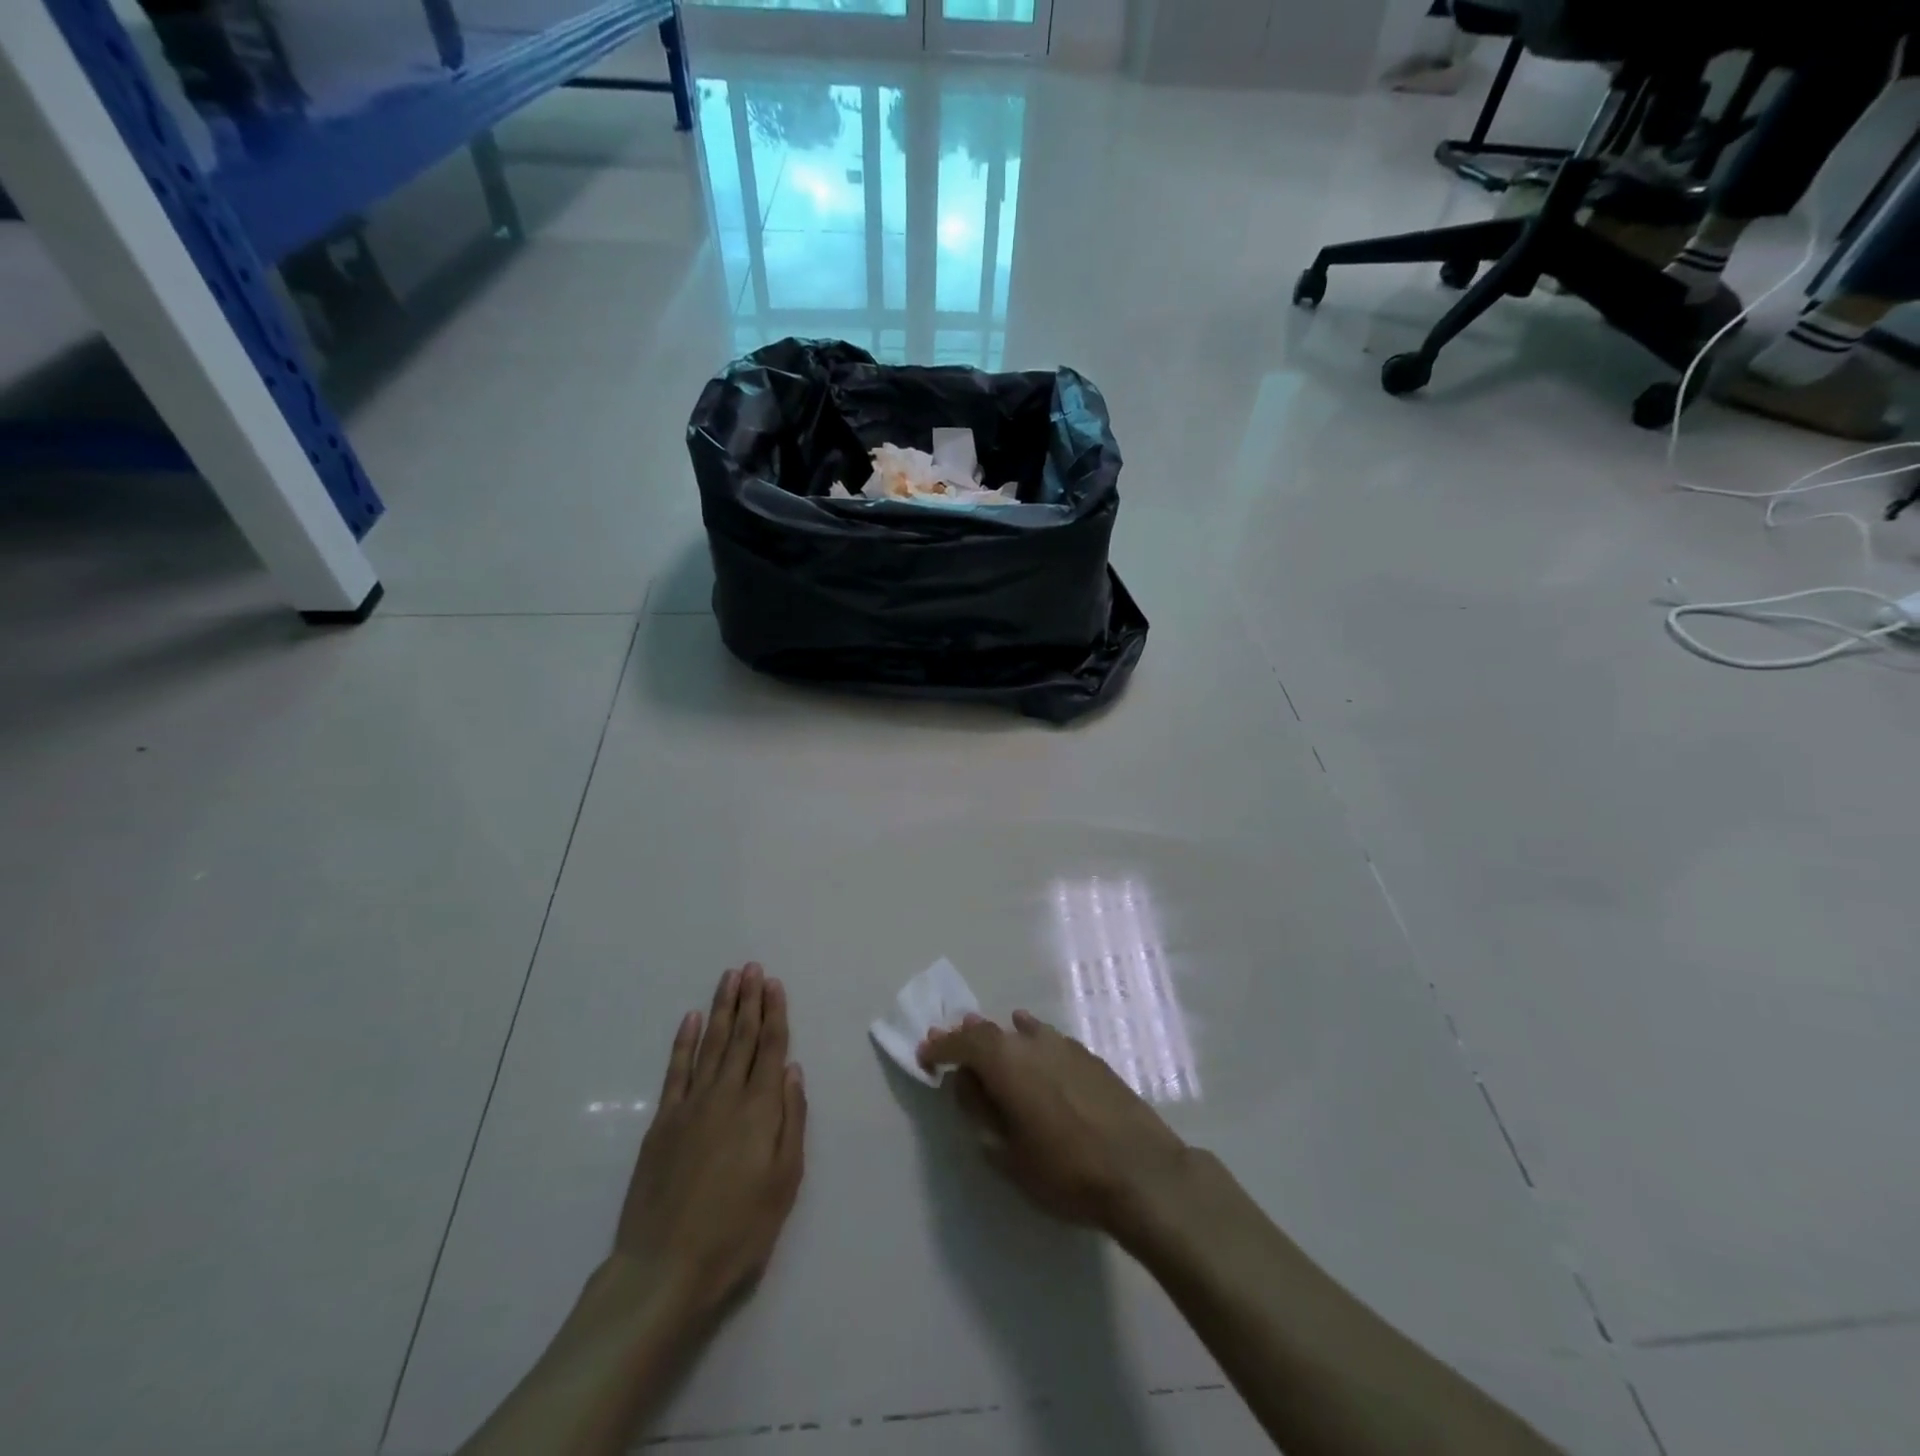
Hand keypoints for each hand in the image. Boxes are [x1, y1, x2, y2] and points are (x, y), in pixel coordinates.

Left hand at [611, 965, 806, 1325]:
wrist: (664, 1268)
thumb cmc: (737, 1230)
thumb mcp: (784, 1181)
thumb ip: (792, 1120)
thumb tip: (792, 1070)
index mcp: (760, 1108)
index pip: (770, 1047)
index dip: (774, 1013)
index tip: (774, 983)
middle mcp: (726, 1095)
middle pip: (740, 1037)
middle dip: (749, 1000)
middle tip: (752, 968)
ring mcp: (690, 1105)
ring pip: (710, 1044)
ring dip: (721, 1009)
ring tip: (729, 979)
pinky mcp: (662, 1122)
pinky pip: (676, 1070)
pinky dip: (684, 1041)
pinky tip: (691, 1019)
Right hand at [918, 1010, 1190, 1236]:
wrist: (1141, 1171)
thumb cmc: (1065, 1171)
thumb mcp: (1007, 1154)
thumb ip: (979, 1112)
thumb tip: (965, 1082)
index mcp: (1005, 1061)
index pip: (962, 1042)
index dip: (940, 1047)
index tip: (925, 1055)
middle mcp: (1032, 1042)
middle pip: (989, 1031)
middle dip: (966, 1039)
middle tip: (950, 1049)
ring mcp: (1064, 1045)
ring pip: (1020, 1032)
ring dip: (999, 1040)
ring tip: (988, 1049)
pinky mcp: (1089, 1057)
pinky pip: (1047, 1040)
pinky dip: (1030, 1042)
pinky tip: (1032, 1048)